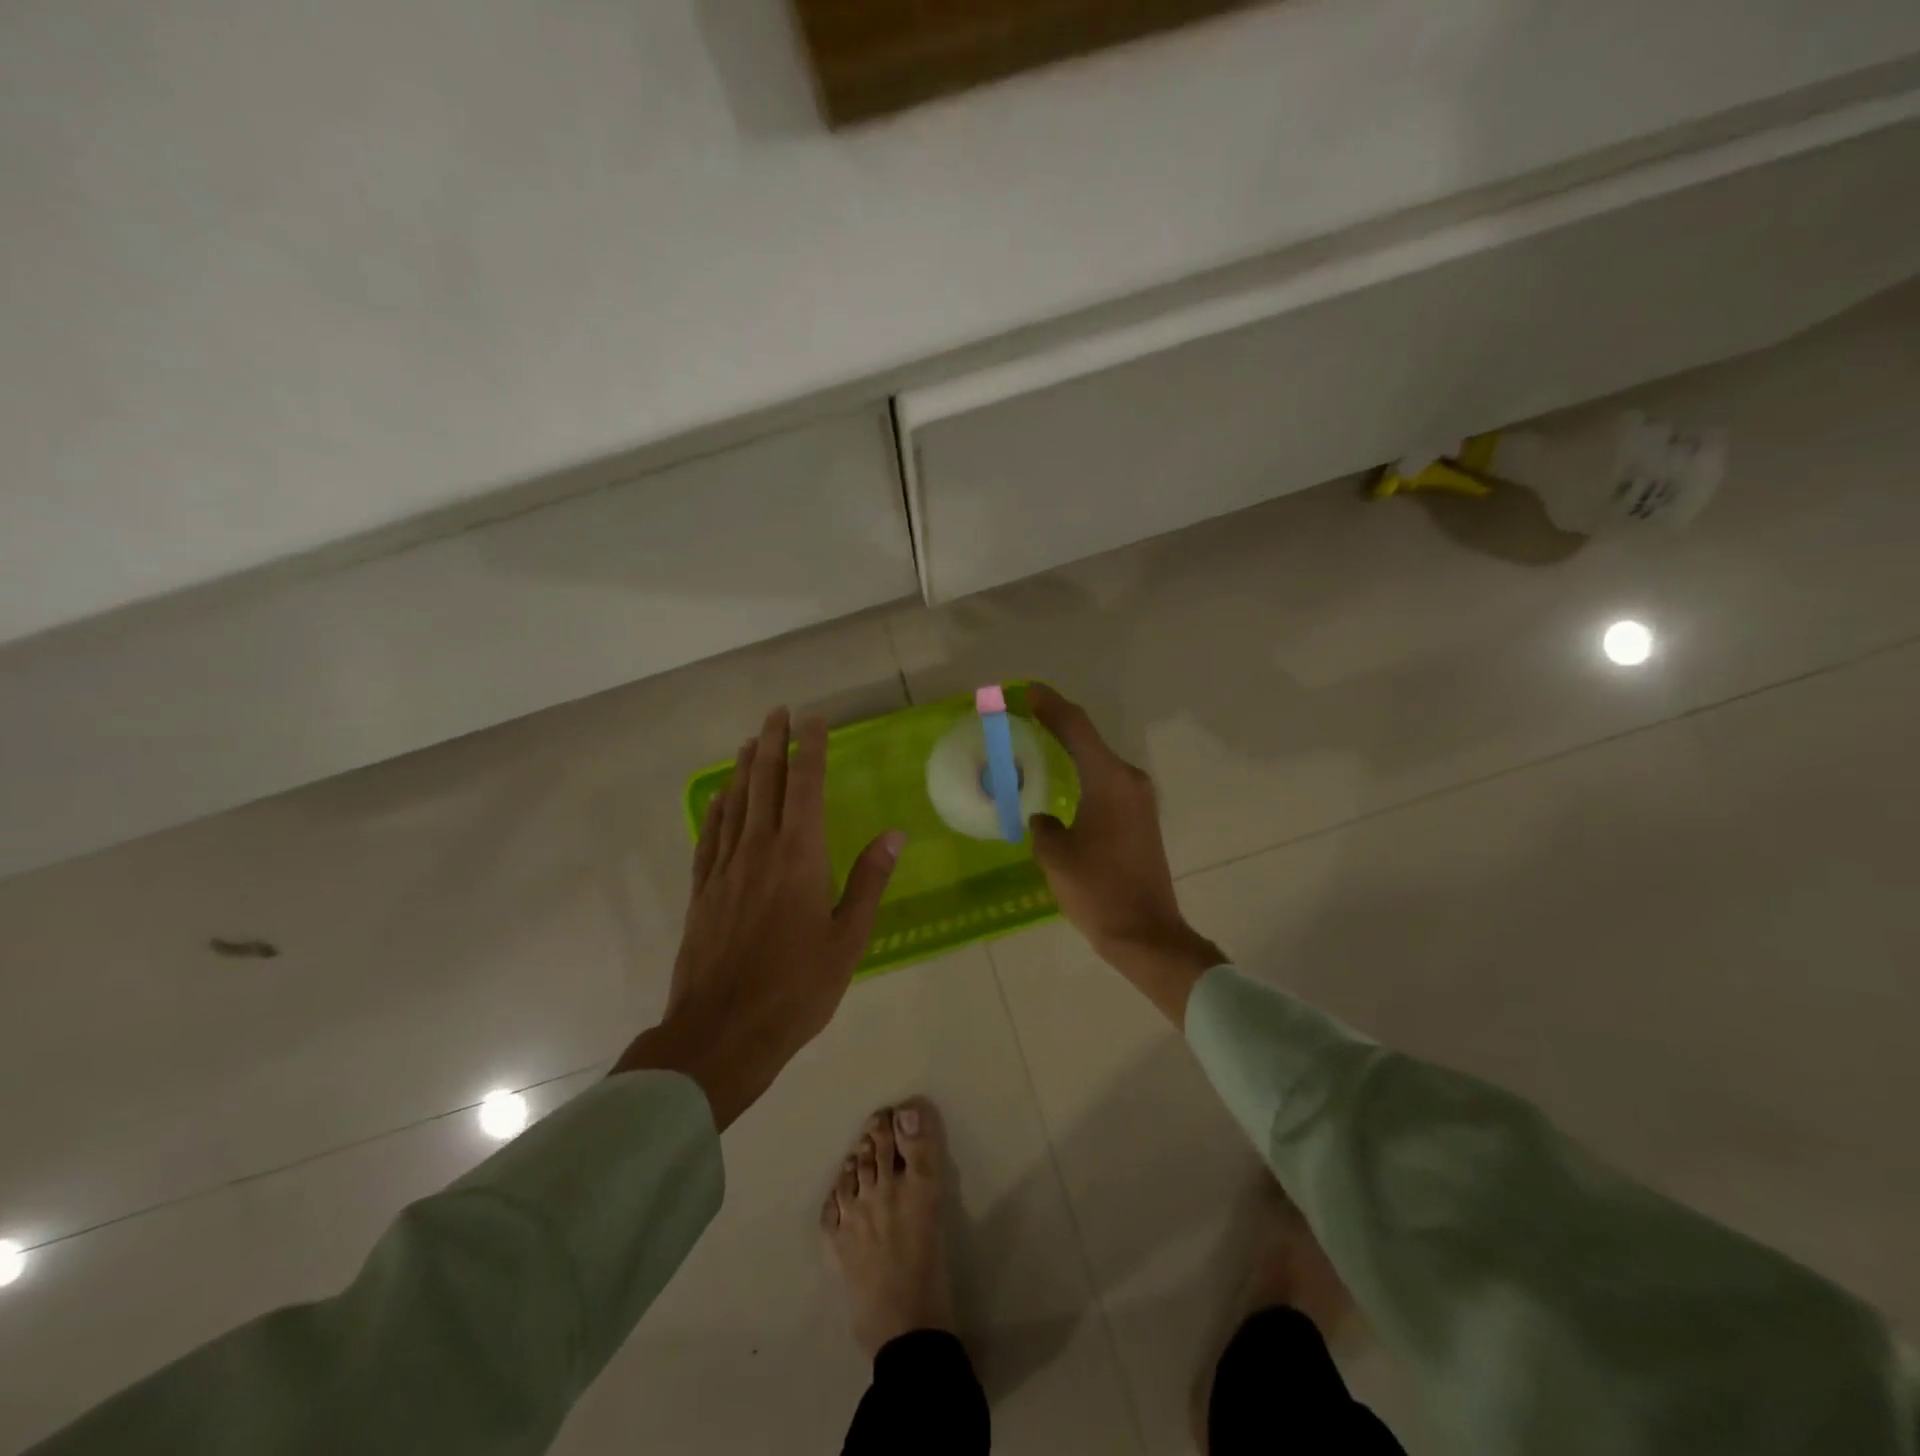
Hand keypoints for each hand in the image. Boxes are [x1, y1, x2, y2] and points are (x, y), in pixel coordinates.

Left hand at [613, 708, 904, 1128]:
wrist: (721, 1032)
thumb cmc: (796, 988)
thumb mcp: (848, 939)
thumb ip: (869, 881)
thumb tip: (894, 834)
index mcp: (800, 856)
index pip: (806, 786)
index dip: (811, 748)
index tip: (814, 719)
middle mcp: (759, 850)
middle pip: (765, 783)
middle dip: (773, 743)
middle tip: (777, 712)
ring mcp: (725, 868)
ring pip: (735, 803)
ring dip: (745, 768)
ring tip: (751, 741)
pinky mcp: (703, 890)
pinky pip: (710, 836)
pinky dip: (717, 809)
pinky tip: (720, 797)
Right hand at [1027, 685, 1225, 1025]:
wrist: (1146, 933)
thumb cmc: (1098, 891)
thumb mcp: (1056, 856)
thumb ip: (1043, 826)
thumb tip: (1044, 819)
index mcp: (1108, 780)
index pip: (1076, 728)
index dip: (1050, 705)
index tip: (1026, 690)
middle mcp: (1129, 780)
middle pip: (1089, 739)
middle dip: (1057, 723)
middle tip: (1025, 714)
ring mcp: (1139, 799)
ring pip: (1098, 760)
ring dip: (1071, 748)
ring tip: (1038, 740)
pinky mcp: (1140, 818)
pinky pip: (1106, 781)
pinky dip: (1083, 771)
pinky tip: (1063, 779)